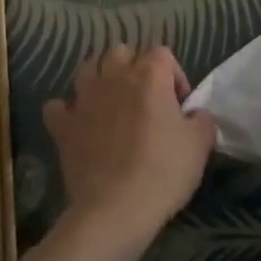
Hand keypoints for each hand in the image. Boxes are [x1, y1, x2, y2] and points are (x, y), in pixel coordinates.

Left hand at [43, 44, 215, 247]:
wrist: (116, 209)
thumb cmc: (163, 172)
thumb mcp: (200, 145)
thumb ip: (202, 120)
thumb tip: (195, 114)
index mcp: (149, 75)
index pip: (162, 53)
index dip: (174, 75)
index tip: (179, 104)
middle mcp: (114, 76)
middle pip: (121, 52)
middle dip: (133, 68)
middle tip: (144, 98)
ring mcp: (84, 98)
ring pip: (87, 68)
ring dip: (98, 79)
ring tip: (110, 103)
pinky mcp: (64, 125)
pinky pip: (57, 106)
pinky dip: (66, 111)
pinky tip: (76, 124)